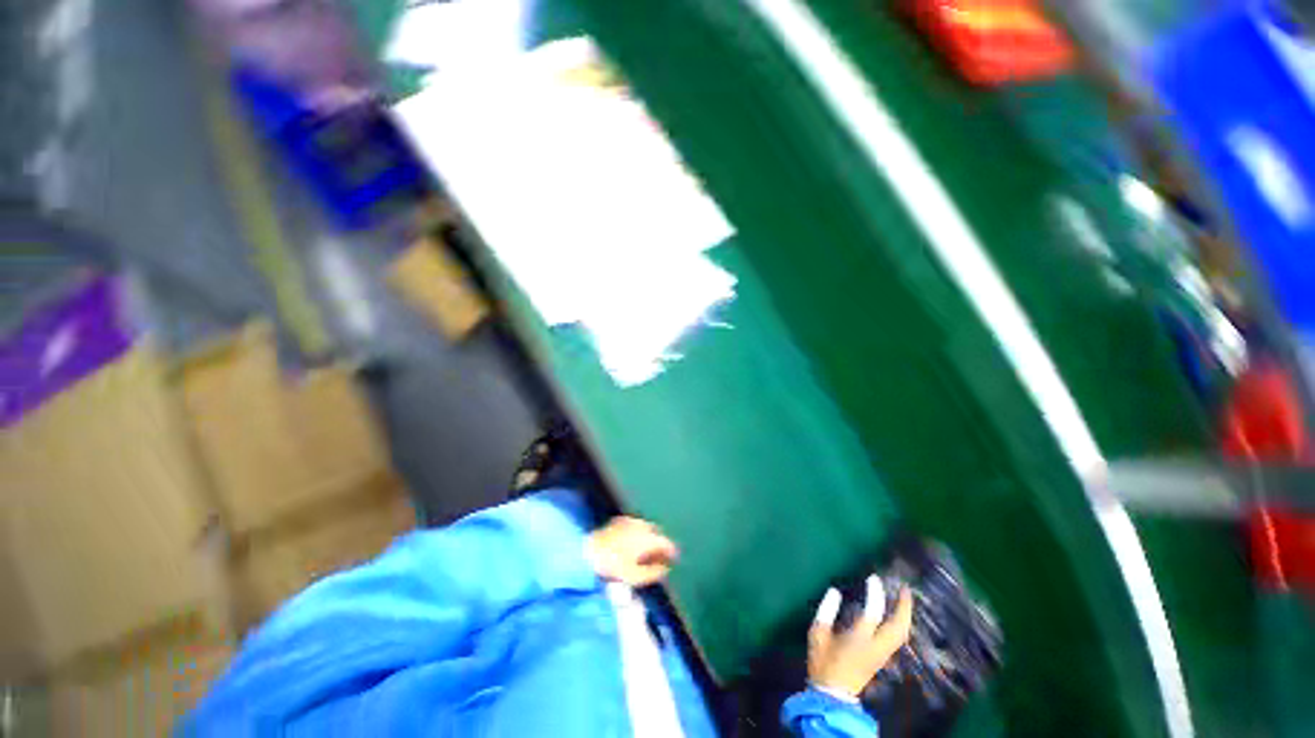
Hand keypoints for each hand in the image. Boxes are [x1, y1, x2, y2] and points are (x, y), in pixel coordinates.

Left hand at [586, 516, 678, 586]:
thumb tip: (665, 568)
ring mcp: (629, 521)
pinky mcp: (619, 521)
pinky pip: (635, 526)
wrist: (588, 553)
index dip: (672, 552)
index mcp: (647, 538)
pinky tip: (634, 545)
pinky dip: (639, 534)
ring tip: (647, 554)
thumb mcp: (635, 577)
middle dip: (660, 545)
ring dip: (650, 539)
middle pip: (656, 534)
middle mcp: (641, 526)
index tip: (675, 560)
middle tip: (661, 558)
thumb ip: (653, 573)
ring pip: (646, 528)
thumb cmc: (613, 568)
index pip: (666, 543)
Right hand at [808, 577, 913, 698]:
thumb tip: (835, 591)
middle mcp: (876, 647)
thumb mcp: (817, 633)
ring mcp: (882, 655)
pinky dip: (901, 624)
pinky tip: (897, 617)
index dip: (875, 593)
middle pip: (898, 627)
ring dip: (905, 615)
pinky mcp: (882, 659)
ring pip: (901, 634)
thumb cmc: (822, 661)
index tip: (873, 577)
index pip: (873, 612)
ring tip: (904, 600)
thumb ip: (826, 610)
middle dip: (904, 607)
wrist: (832, 693)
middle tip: (904, 588)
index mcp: (859, 639)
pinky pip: (898, 639)